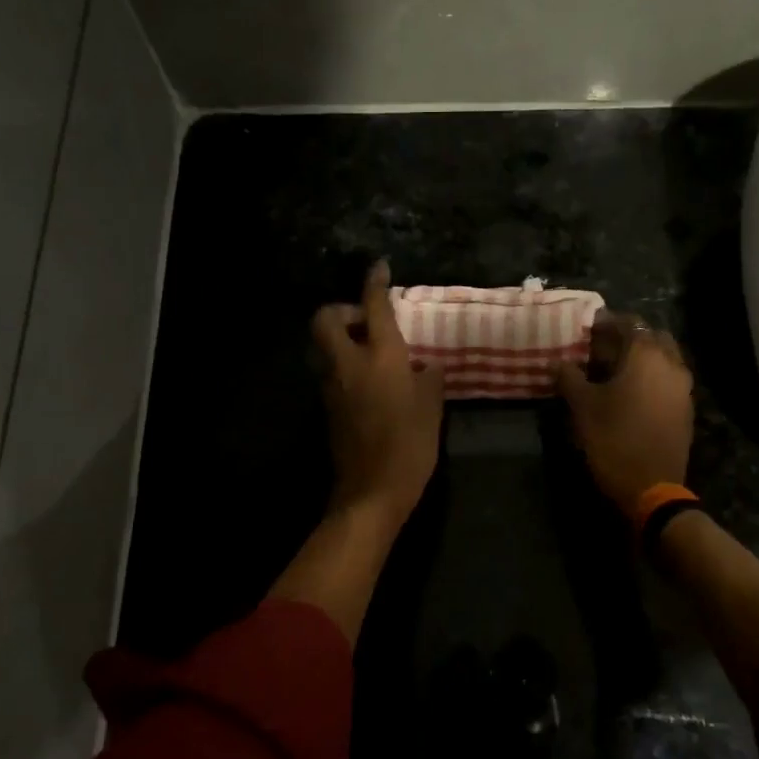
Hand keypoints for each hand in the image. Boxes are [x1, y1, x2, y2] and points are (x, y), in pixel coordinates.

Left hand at [311, 260, 443, 531]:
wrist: (372, 490)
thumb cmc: (411, 445)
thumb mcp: (432, 408)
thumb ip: (428, 378)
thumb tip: (423, 365)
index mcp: (381, 356)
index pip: (374, 307)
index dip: (375, 283)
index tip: (379, 268)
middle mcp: (349, 363)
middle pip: (325, 318)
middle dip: (341, 311)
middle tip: (366, 323)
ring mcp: (332, 386)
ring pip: (325, 347)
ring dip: (341, 340)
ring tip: (371, 354)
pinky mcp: (327, 408)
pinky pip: (331, 373)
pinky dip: (344, 366)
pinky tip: (369, 384)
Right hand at [555, 312, 693, 514]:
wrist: (652, 487)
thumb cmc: (613, 439)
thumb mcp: (583, 407)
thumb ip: (569, 378)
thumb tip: (558, 363)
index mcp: (647, 355)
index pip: (628, 323)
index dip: (606, 323)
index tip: (586, 329)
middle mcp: (672, 364)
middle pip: (651, 337)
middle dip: (627, 338)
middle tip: (600, 349)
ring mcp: (683, 388)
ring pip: (663, 358)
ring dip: (641, 358)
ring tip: (613, 371)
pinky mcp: (686, 409)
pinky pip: (668, 380)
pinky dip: (651, 377)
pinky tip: (629, 393)